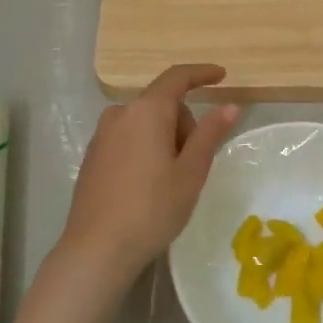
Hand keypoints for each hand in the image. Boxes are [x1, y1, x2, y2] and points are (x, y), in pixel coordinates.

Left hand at [56, 64, 240, 293]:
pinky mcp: (92, 156)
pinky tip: (147, 186)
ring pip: (144, 123)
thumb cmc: (152, 209)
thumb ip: (210, 134)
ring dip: (164, 138)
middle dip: (184, 124)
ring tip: (170, 180)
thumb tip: (230, 106)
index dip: (201, 74)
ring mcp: (102, 135)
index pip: (177, 78)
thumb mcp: (191, 172)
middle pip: (162, 104)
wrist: (97, 248)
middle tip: (193, 165)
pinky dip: (145, 148)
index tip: (222, 76)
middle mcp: (120, 114)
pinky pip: (127, 138)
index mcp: (146, 111)